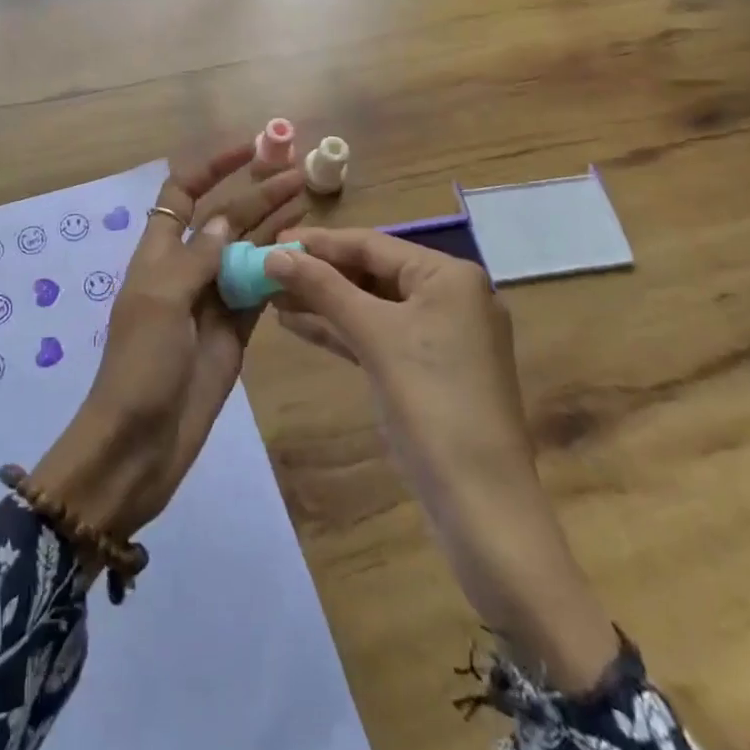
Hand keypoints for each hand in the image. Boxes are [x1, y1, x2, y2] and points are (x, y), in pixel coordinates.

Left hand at [31, 144, 304, 539]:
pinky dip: (281, 271)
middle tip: (299, 174)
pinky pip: (261, 290)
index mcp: (160, 253)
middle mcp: (188, 269)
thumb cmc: (141, 366)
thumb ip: (197, 258)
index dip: (212, 168)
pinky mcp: (236, 332)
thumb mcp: (160, 302)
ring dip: (274, 226)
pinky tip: (307, 254)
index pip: (183, 193)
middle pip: (225, 218)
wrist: (139, 444)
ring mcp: (214, 300)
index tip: (248, 149)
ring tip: (309, 201)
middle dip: (257, 194)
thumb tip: (228, 218)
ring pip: (248, 251)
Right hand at [265, 229, 619, 688]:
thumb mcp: (374, 336)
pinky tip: (297, 324)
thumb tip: (273, 253)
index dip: (318, 242)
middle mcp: (451, 296)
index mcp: (449, 276)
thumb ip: (322, 288)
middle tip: (266, 269)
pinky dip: (341, 330)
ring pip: (371, 305)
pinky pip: (378, 335)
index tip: (271, 240)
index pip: (372, 244)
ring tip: (270, 296)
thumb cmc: (432, 404)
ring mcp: (442, 335)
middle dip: (318, 273)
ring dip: (323, 301)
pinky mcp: (429, 370)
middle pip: (371, 272)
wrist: (483, 508)